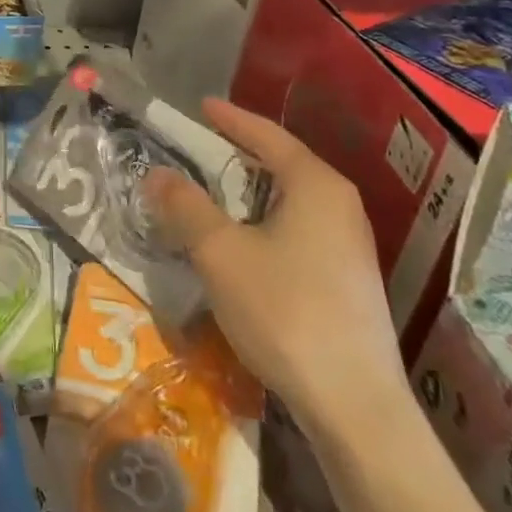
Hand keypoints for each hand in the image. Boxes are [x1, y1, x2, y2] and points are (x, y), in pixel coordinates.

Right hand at [143, 99, 407, 438]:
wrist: (355, 406)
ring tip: (212, 191)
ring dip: (249, 192)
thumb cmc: (285, 311)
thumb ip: (185, 206)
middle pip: (283, 164)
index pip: (268, 136)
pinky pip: (298, 229)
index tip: (202, 105)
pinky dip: (263, 221)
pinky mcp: (347, 280)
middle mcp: (341, 207)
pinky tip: (242, 242)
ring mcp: (350, 246)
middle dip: (239, 154)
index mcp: (316, 186)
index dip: (231, 119)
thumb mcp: (220, 252)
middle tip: (199, 146)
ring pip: (290, 201)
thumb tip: (156, 174)